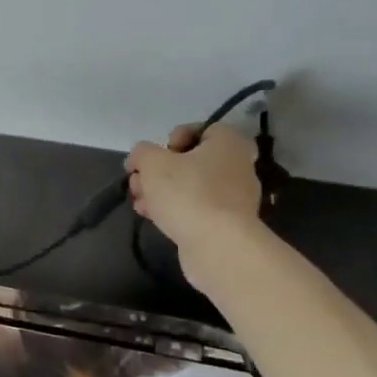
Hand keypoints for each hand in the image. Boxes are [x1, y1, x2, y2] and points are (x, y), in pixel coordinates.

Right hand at [125, 124, 263, 290]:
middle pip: (192, 161)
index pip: (204, 129)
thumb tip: (139, 158)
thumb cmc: (188, 192)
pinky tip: (152, 217)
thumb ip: (141, 153)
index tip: (160, 154)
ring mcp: (234, 199)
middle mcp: (237, 167)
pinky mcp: (226, 225)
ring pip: (191, 186)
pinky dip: (175, 210)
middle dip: (160, 170)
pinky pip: (196, 209)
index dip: (176, 137)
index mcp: (229, 144)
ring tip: (139, 202)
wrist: (218, 246)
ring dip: (162, 191)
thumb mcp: (152, 162)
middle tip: (140, 181)